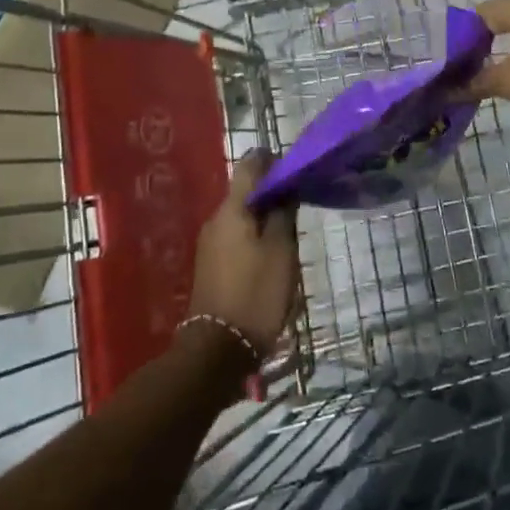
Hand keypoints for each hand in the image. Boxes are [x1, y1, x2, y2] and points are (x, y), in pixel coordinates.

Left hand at [187, 152, 300, 359]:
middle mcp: (215, 219)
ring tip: (290, 228)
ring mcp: (209, 243)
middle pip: (244, 191)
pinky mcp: (210, 265)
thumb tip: (286, 186)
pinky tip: (272, 251)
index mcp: (232, 209)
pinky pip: (235, 236)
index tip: (295, 167)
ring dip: (264, 215)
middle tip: (300, 200)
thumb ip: (284, 213)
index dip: (272, 160)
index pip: (249, 165)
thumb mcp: (281, 251)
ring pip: (241, 215)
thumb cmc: (256, 293)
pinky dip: (254, 235)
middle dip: (271, 191)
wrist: (218, 349)